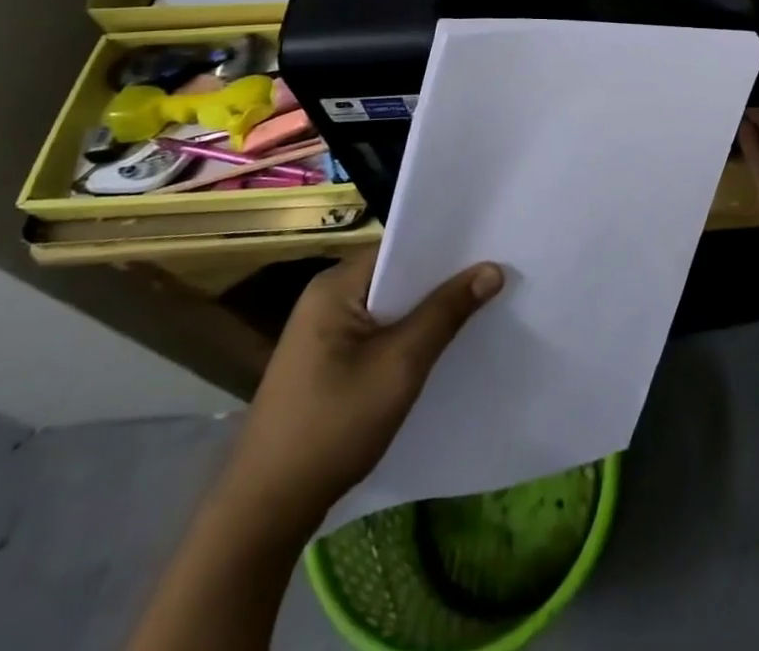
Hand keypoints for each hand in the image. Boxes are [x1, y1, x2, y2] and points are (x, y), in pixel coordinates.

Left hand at [223, 247, 503, 523]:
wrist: (264, 512)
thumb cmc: (333, 426)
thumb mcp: (400, 365)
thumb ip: (446, 313)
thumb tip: (492, 269)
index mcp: (335, 286)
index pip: (400, 247)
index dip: (444, 247)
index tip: (489, 248)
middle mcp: (326, 298)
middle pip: (396, 275)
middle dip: (440, 281)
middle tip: (494, 277)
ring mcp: (323, 332)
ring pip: (389, 307)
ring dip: (425, 311)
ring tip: (477, 307)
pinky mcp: (326, 362)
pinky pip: (377, 333)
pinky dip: (407, 336)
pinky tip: (437, 348)